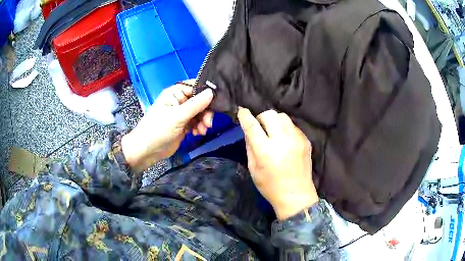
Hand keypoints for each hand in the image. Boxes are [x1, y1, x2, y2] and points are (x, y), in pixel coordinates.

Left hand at [122, 81, 213, 172]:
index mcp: (175, 93)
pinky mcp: (184, 124)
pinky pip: (197, 122)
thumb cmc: (158, 130)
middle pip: (200, 101)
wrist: (148, 151)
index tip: (217, 102)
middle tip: (208, 123)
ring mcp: (182, 113)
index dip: (206, 93)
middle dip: (205, 112)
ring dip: (203, 121)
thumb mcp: (177, 116)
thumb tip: (212, 92)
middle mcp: (179, 100)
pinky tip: (197, 133)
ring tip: (201, 131)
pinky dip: (199, 127)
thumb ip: (195, 105)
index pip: (195, 87)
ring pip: (200, 113)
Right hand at [237, 108, 318, 219]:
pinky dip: (285, 129)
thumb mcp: (253, 169)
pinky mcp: (305, 141)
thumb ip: (250, 147)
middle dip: (261, 117)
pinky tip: (285, 141)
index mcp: (265, 151)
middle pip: (269, 114)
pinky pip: (293, 126)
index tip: (242, 111)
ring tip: (273, 132)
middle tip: (260, 128)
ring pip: (283, 116)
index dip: (245, 115)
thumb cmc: (270, 187)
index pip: (252, 125)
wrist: (296, 195)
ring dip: (274, 121)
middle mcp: (282, 141)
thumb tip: (248, 131)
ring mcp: (296, 139)